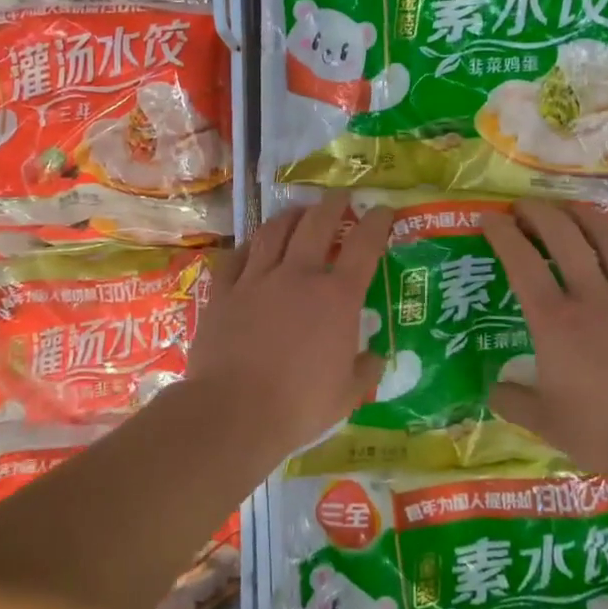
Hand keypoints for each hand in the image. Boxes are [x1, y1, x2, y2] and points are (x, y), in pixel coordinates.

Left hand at [187, 193, 393, 450]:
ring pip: (275, 231)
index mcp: (336, 297)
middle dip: (332, 204)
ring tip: (299, 211)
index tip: (383, 210)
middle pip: (317, 223)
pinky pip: (237, 256)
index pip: (364, 245)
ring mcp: (257, 279)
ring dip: (291, 215)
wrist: (234, 411)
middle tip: (340, 196)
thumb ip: (365, 371)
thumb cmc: (299, 405)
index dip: (376, 222)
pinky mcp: (224, 291)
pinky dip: (249, 245)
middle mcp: (298, 275)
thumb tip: (375, 358)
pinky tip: (253, 244)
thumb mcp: (347, 395)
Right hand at [483, 200, 607, 481]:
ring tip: (572, 209)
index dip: (503, 234)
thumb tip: (494, 389)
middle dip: (541, 214)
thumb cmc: (604, 431)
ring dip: (587, 217)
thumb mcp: (546, 423)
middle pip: (565, 237)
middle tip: (525, 206)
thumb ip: (514, 401)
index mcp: (555, 321)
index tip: (490, 217)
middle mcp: (593, 298)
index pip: (522, 263)